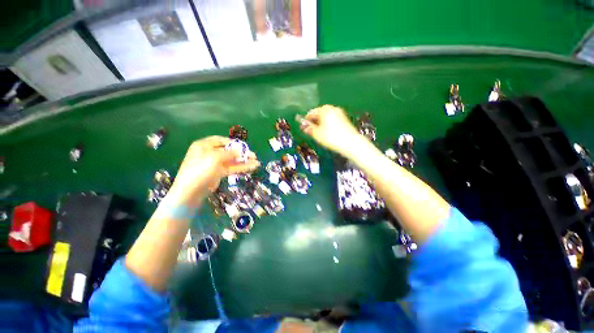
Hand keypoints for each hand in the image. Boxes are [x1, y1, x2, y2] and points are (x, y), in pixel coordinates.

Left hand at [169, 136, 259, 204]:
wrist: (191, 191)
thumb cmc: (200, 169)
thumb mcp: (215, 158)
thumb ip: (230, 153)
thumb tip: (240, 150)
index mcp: (204, 145)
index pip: (220, 140)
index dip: (233, 143)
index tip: (244, 146)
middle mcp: (209, 153)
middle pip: (228, 151)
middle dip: (241, 153)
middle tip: (253, 156)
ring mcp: (215, 164)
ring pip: (232, 161)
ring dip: (244, 161)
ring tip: (256, 162)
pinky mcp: (219, 173)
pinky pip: (232, 168)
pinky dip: (241, 168)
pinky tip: (252, 167)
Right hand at [298, 105, 362, 156]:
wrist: (351, 143)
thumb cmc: (332, 138)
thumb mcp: (317, 134)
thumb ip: (309, 129)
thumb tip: (304, 127)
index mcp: (324, 110)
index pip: (311, 113)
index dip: (305, 120)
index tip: (302, 127)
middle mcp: (332, 108)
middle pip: (319, 113)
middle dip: (313, 121)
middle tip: (309, 130)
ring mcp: (339, 113)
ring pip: (326, 117)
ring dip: (320, 123)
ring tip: (317, 132)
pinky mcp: (344, 119)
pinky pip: (332, 119)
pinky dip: (327, 124)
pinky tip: (326, 132)